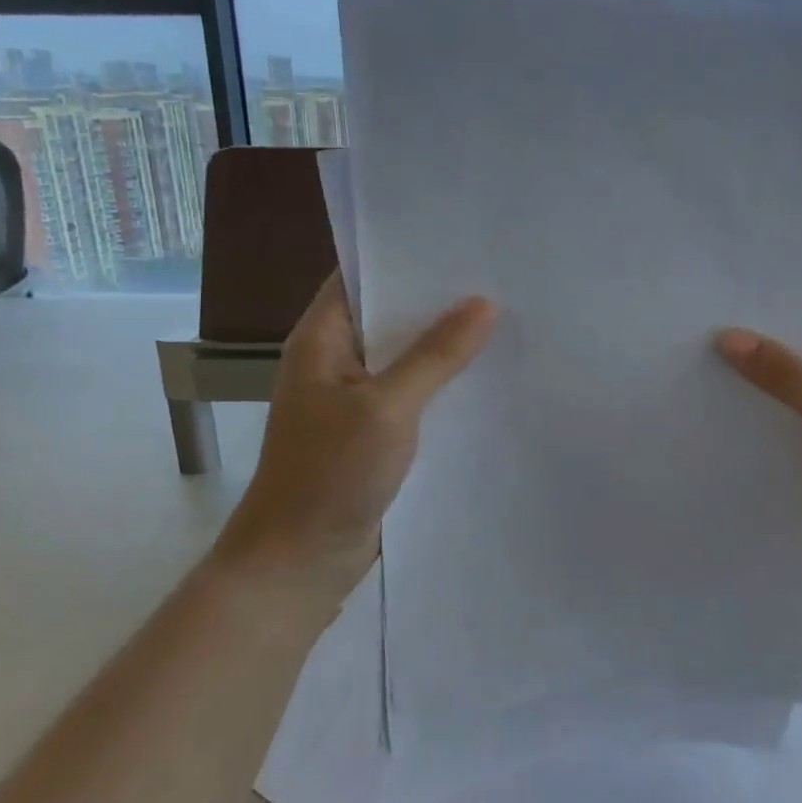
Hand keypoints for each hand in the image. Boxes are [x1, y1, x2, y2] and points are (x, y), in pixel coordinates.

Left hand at [215, 275, 495, 567]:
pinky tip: (485, 377)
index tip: (457, 240)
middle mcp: (335, 361)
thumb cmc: (330, 474)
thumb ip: (436, 355)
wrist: (299, 562)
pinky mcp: (372, 433)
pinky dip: (442, 384)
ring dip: (443, 345)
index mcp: (321, 340)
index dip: (402, 254)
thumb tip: (484, 303)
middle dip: (436, 300)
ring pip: (404, 358)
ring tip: (503, 319)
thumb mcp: (387, 407)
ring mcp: (353, 399)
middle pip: (388, 316)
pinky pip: (412, 395)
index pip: (358, 275)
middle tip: (497, 277)